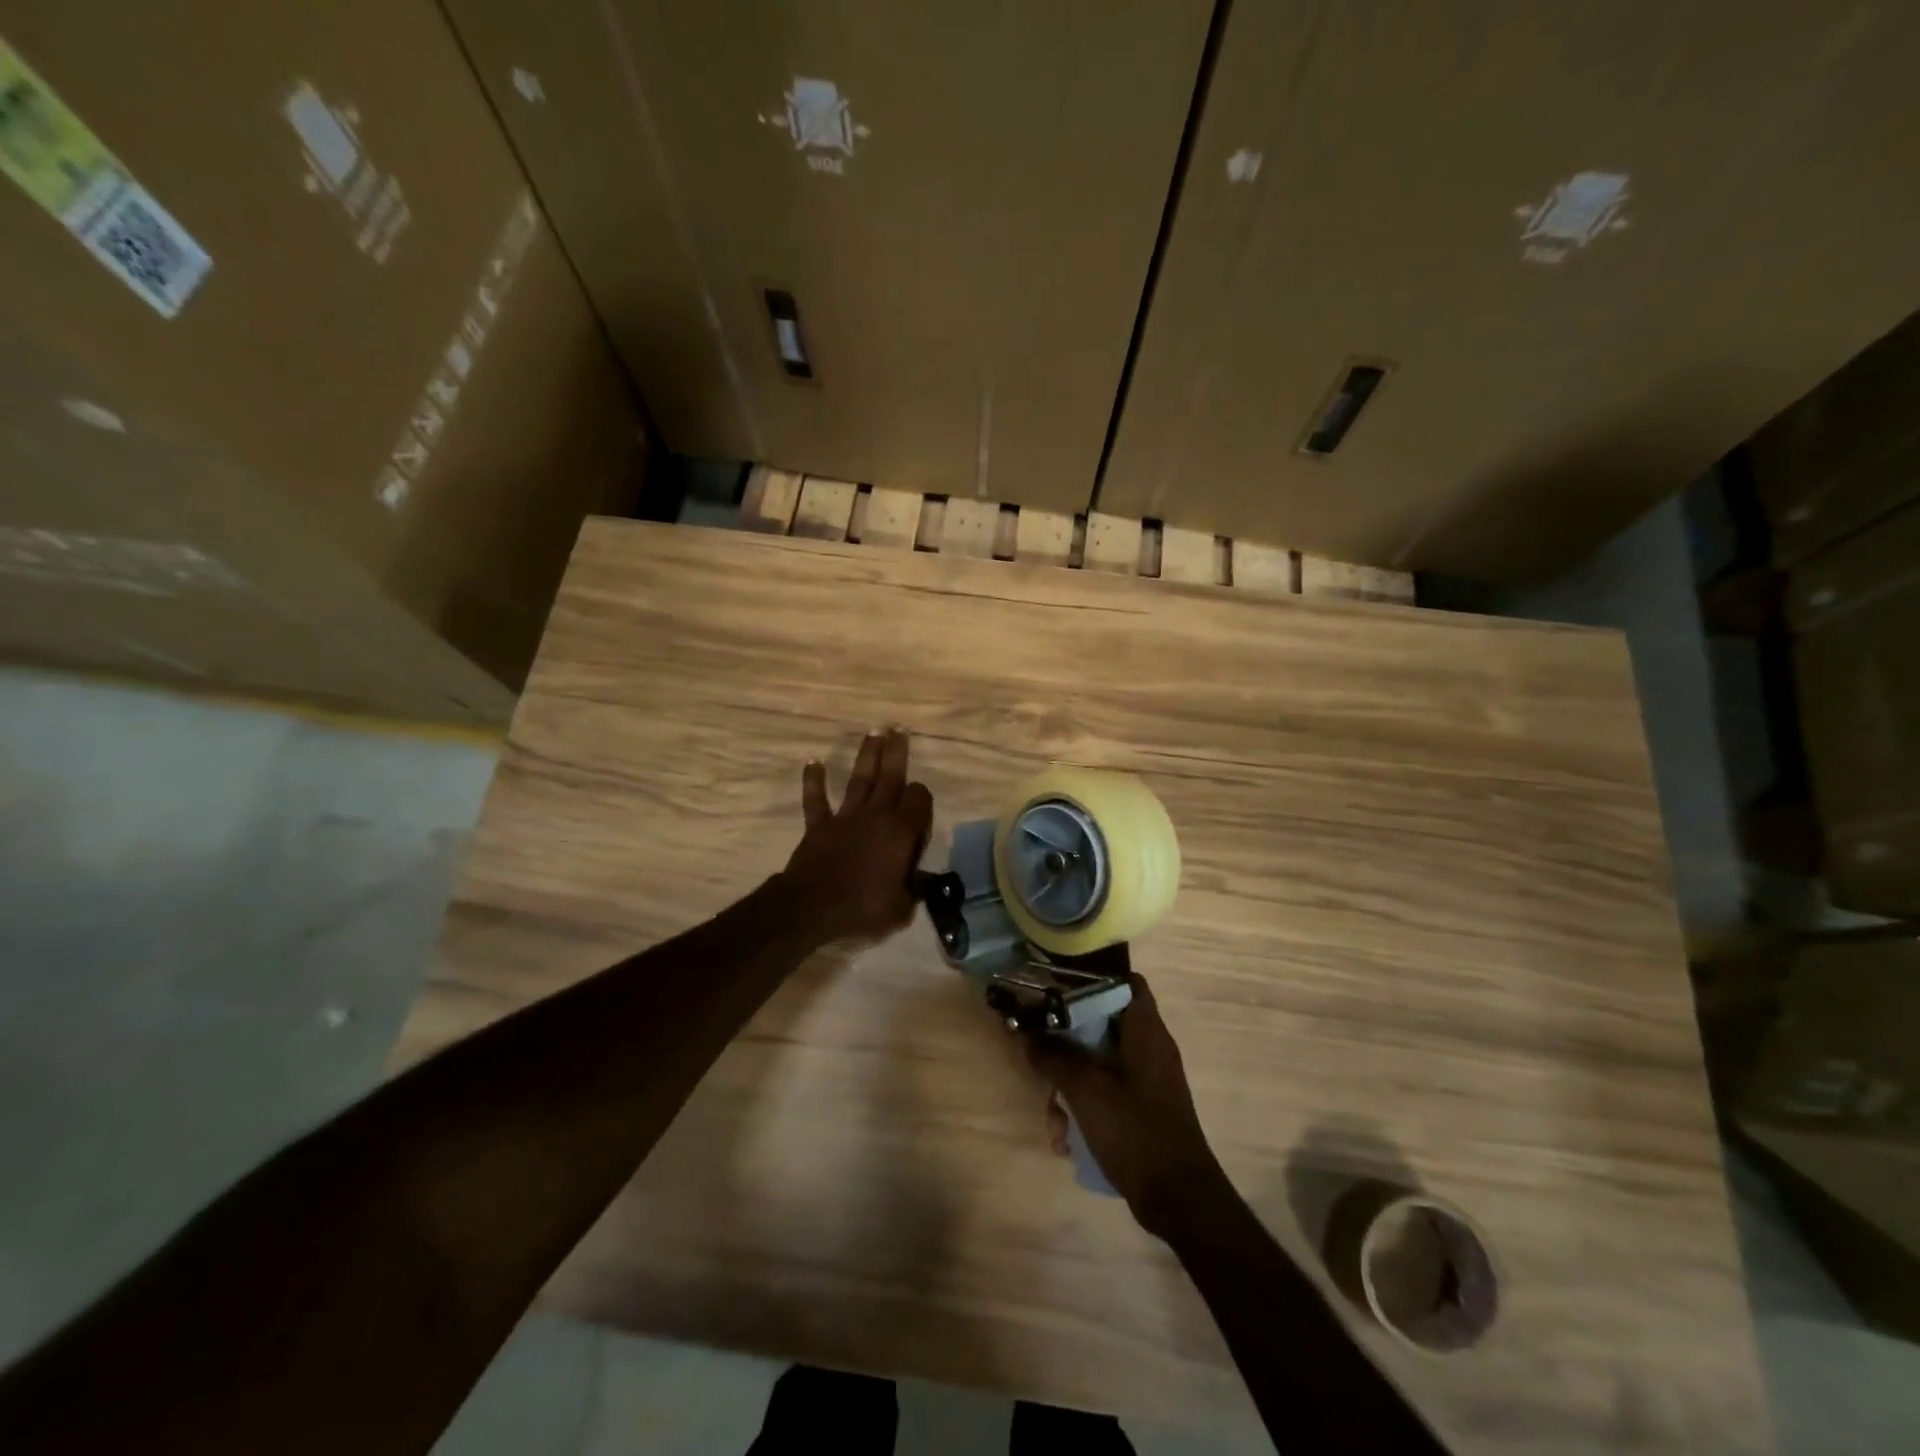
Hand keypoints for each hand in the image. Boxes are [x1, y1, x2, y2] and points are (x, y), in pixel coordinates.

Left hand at [782, 728, 933, 945]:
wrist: (812, 907)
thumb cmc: (862, 907)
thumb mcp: (901, 908)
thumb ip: (913, 890)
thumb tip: (919, 884)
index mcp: (900, 831)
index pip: (919, 798)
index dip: (922, 799)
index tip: (920, 810)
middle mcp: (876, 815)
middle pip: (891, 776)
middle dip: (897, 751)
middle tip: (900, 727)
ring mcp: (845, 817)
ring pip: (860, 779)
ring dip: (867, 754)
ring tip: (874, 731)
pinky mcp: (820, 825)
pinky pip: (816, 799)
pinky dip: (814, 780)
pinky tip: (813, 761)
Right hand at [1027, 973, 1227, 1239]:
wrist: (1177, 1198)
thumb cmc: (1133, 1129)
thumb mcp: (1084, 1088)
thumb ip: (1053, 1056)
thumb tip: (1027, 1034)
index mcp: (1145, 1030)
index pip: (1125, 982)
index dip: (1092, 980)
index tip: (1058, 991)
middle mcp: (1150, 1048)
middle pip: (1102, 1024)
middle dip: (1068, 1044)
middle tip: (1042, 1059)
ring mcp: (1148, 1081)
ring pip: (1099, 1063)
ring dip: (1071, 1086)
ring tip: (1055, 1119)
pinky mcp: (1143, 1109)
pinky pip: (1107, 1093)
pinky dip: (1085, 1108)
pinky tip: (1067, 1140)